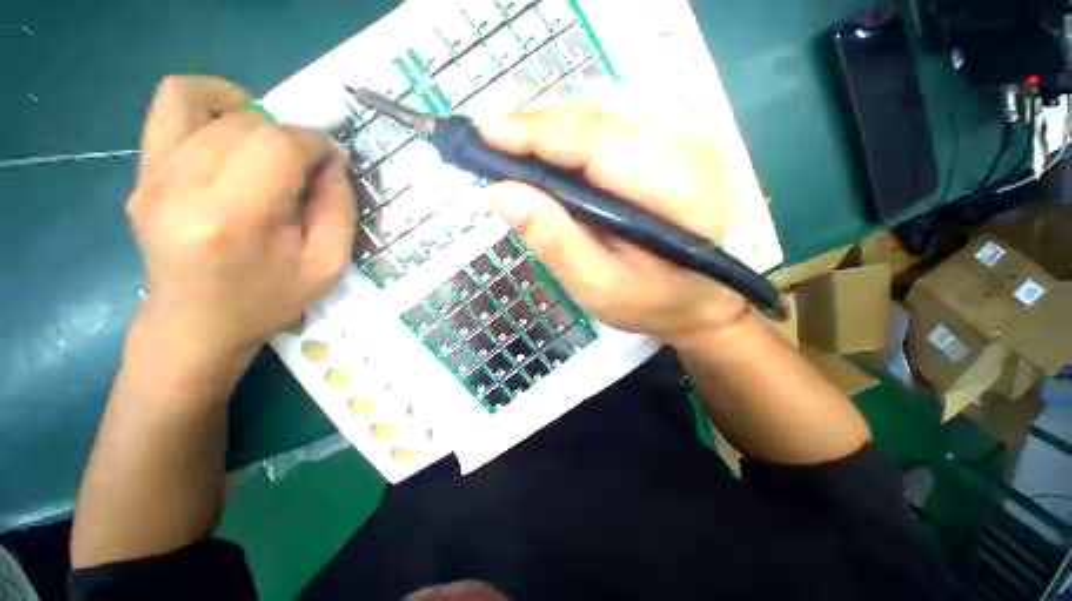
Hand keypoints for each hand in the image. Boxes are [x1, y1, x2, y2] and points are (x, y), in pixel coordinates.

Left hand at [128, 75, 354, 359]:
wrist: (196, 322)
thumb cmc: (268, 298)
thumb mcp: (327, 265)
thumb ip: (339, 208)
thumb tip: (331, 160)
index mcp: (233, 219)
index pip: (277, 145)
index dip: (314, 142)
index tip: (332, 159)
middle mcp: (180, 187)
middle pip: (245, 122)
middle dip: (289, 134)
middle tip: (303, 164)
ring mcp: (151, 177)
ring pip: (199, 98)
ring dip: (247, 112)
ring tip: (265, 142)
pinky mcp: (140, 172)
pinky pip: (170, 107)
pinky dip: (207, 104)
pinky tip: (229, 134)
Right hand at [482, 103, 747, 343]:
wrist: (698, 298)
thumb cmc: (650, 302)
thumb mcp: (598, 285)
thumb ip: (555, 241)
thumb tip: (501, 194)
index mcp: (676, 188)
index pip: (595, 142)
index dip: (535, 133)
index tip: (483, 134)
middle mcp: (689, 145)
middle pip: (596, 118)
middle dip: (536, 129)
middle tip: (491, 145)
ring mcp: (685, 135)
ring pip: (601, 113)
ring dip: (552, 131)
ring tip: (515, 152)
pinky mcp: (674, 139)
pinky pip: (612, 122)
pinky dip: (573, 135)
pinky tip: (553, 156)